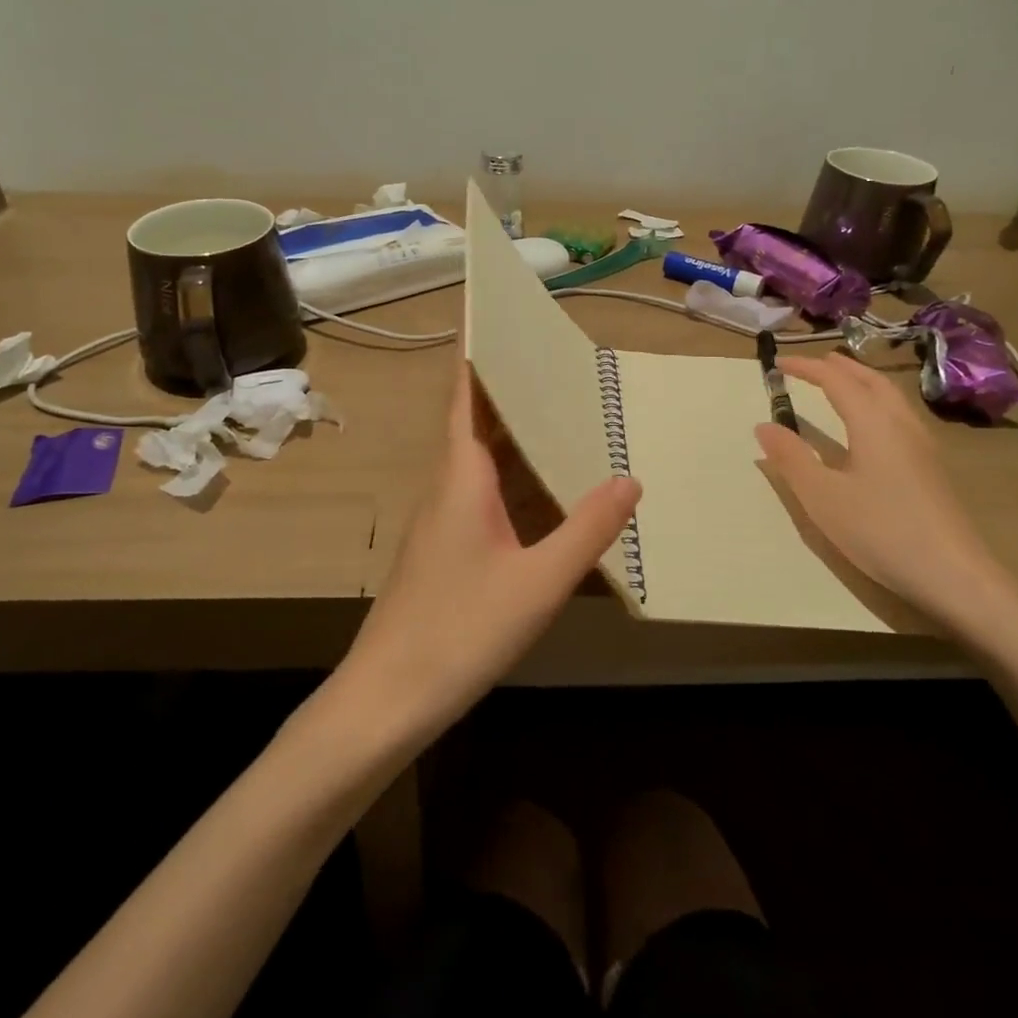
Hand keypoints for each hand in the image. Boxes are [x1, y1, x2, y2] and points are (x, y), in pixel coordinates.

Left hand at [340, 360, 640, 747]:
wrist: (387, 699)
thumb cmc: (460, 630)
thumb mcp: (538, 582)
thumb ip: (587, 529)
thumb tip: (630, 478)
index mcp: (462, 477)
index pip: (467, 396)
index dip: (479, 355)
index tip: (497, 318)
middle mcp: (449, 487)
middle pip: (480, 424)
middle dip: (514, 393)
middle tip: (562, 366)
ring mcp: (445, 522)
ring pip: (485, 464)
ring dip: (519, 440)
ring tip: (568, 418)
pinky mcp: (448, 551)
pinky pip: (488, 498)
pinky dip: (518, 483)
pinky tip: (550, 496)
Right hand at [754, 352, 1017, 642]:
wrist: (955, 575)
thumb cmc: (881, 530)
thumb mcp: (822, 497)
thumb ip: (791, 458)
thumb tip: (764, 425)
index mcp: (873, 423)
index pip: (836, 381)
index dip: (807, 368)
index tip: (779, 363)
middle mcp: (901, 423)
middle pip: (871, 380)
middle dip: (841, 367)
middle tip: (814, 364)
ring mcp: (923, 445)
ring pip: (891, 396)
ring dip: (862, 381)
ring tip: (841, 384)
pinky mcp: (932, 467)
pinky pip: (900, 414)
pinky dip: (877, 402)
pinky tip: (872, 426)